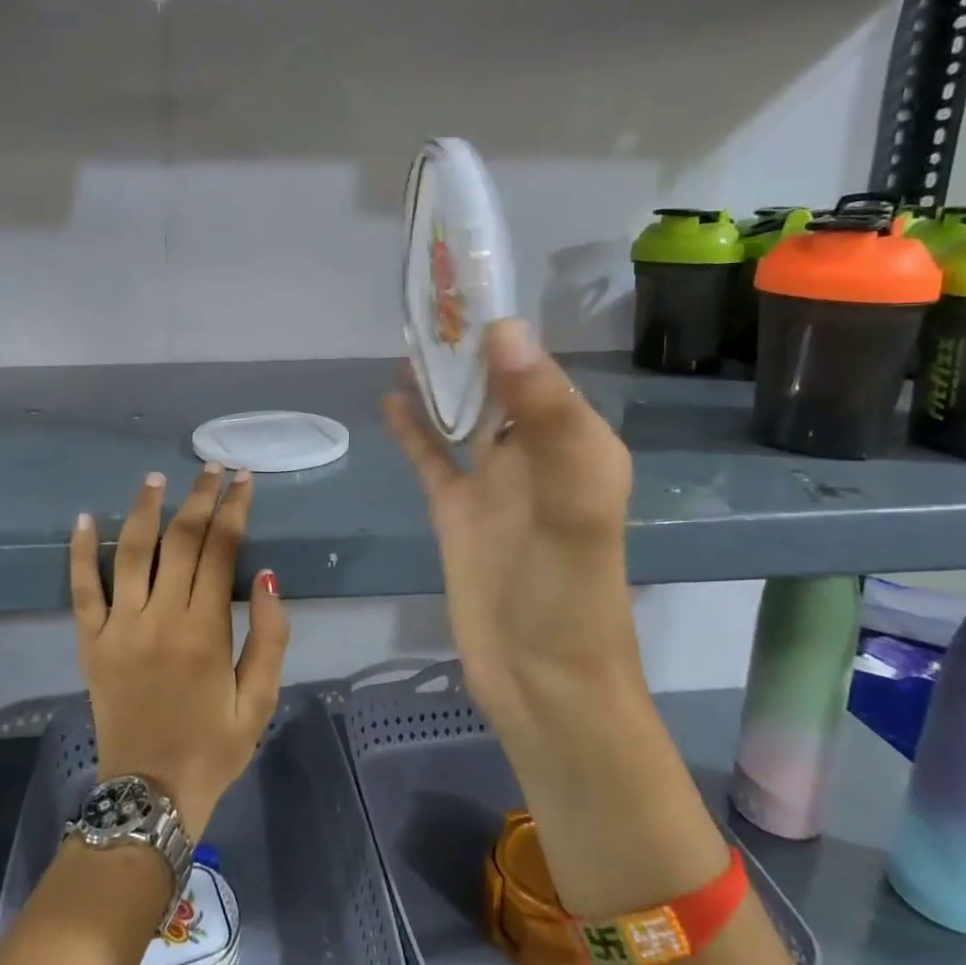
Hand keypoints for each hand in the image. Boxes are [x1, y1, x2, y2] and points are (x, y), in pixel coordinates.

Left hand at [70, 465, 290, 835]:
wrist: (148, 798)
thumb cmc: (213, 749)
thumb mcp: (260, 701)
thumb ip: (271, 636)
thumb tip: (270, 575)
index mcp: (204, 630)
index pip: (221, 550)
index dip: (234, 509)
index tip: (243, 480)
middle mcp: (159, 618)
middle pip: (180, 540)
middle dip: (200, 498)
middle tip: (213, 467)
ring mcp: (119, 628)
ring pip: (131, 553)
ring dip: (144, 510)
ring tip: (156, 478)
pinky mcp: (91, 643)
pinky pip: (82, 590)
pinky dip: (80, 552)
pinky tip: (83, 518)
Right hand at [384, 319, 640, 746]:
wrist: (543, 684)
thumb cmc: (569, 594)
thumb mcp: (572, 500)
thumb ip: (545, 416)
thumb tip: (504, 328)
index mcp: (575, 442)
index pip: (539, 367)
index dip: (504, 326)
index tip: (463, 280)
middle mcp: (535, 454)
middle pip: (497, 385)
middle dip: (466, 344)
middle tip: (424, 297)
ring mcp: (492, 483)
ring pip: (462, 416)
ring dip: (439, 380)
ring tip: (406, 336)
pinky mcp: (456, 511)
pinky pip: (432, 457)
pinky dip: (414, 429)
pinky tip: (390, 398)